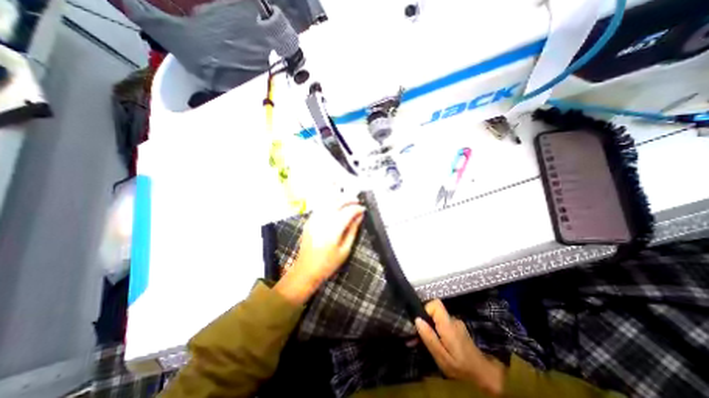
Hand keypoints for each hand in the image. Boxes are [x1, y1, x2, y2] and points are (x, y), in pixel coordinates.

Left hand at [274, 202, 365, 303]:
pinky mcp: (309, 220)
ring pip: (328, 201)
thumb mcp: (345, 250)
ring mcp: (314, 219)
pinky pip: (321, 206)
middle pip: (337, 202)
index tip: (363, 209)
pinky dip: (330, 202)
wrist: (305, 270)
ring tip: (348, 201)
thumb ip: (353, 230)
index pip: (348, 212)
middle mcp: (322, 221)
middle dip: (349, 199)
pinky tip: (336, 205)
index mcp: (333, 230)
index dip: (357, 208)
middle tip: (357, 201)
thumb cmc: (327, 264)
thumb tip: (359, 217)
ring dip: (339, 198)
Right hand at [417, 301, 502, 396]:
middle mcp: (453, 320)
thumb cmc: (462, 368)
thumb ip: (429, 338)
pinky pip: (444, 324)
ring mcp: (456, 323)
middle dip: (427, 321)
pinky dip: (439, 331)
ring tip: (433, 344)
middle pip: (435, 311)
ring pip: (439, 318)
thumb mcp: (442, 357)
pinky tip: (441, 344)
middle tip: (424, 338)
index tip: (422, 322)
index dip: (426, 309)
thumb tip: (417, 320)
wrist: (485, 375)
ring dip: (433, 327)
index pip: (435, 303)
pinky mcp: (458, 328)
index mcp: (448, 325)